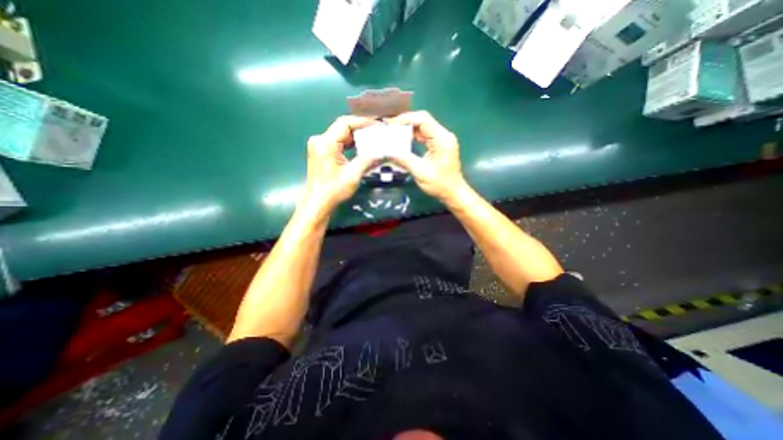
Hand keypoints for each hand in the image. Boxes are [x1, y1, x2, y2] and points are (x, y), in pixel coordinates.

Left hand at [302, 115, 379, 212]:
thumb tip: (384, 153)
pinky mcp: (322, 153)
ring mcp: (319, 146)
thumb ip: (368, 160)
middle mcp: (320, 140)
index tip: (377, 125)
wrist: (318, 203)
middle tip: (378, 132)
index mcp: (325, 143)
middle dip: (361, 130)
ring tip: (373, 139)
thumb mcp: (353, 174)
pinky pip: (338, 143)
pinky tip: (362, 148)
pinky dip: (350, 145)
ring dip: (356, 137)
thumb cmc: (333, 190)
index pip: (345, 123)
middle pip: (343, 128)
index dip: (363, 122)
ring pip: (341, 136)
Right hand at [385, 110, 462, 200]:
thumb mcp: (420, 172)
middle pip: (423, 121)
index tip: (390, 124)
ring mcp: (443, 140)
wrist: (454, 193)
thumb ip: (404, 160)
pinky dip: (415, 137)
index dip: (405, 119)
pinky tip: (404, 141)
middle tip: (390, 129)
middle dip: (406, 123)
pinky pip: (426, 136)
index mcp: (442, 138)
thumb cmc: (440, 184)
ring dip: (409, 130)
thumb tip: (386, 152)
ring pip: (424, 128)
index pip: (423, 119)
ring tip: (394, 134)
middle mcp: (444, 135)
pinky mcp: (441, 146)